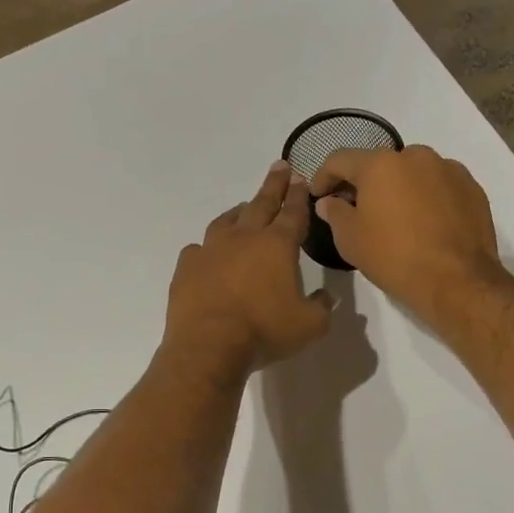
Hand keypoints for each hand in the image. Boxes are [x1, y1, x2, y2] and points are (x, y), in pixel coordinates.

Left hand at [165, 163, 332, 373]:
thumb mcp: (309, 325)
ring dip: (239, 211)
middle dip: (273, 185)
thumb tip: (326, 297)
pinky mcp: (187, 266)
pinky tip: (207, 253)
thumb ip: (322, 307)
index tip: (299, 178)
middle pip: (261, 204)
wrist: (209, 345)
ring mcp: (211, 249)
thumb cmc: (264, 331)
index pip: (292, 212)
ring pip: (226, 220)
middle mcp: (244, 238)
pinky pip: (198, 249)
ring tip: (243, 207)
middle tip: (279, 167)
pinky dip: (207, 248)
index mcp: (277, 245)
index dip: (298, 195)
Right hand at [312, 145, 506, 324]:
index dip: (323, 176)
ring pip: (412, 171)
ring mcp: (448, 169)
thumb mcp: (350, 239)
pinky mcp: (471, 187)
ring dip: (397, 187)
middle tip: (355, 208)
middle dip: (363, 182)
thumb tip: (329, 201)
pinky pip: (439, 184)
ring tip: (394, 215)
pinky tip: (424, 222)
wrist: (457, 281)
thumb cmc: (393, 257)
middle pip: (379, 163)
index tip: (319, 196)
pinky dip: (426, 196)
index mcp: (380, 164)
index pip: (340, 159)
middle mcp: (415, 156)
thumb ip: (334, 213)